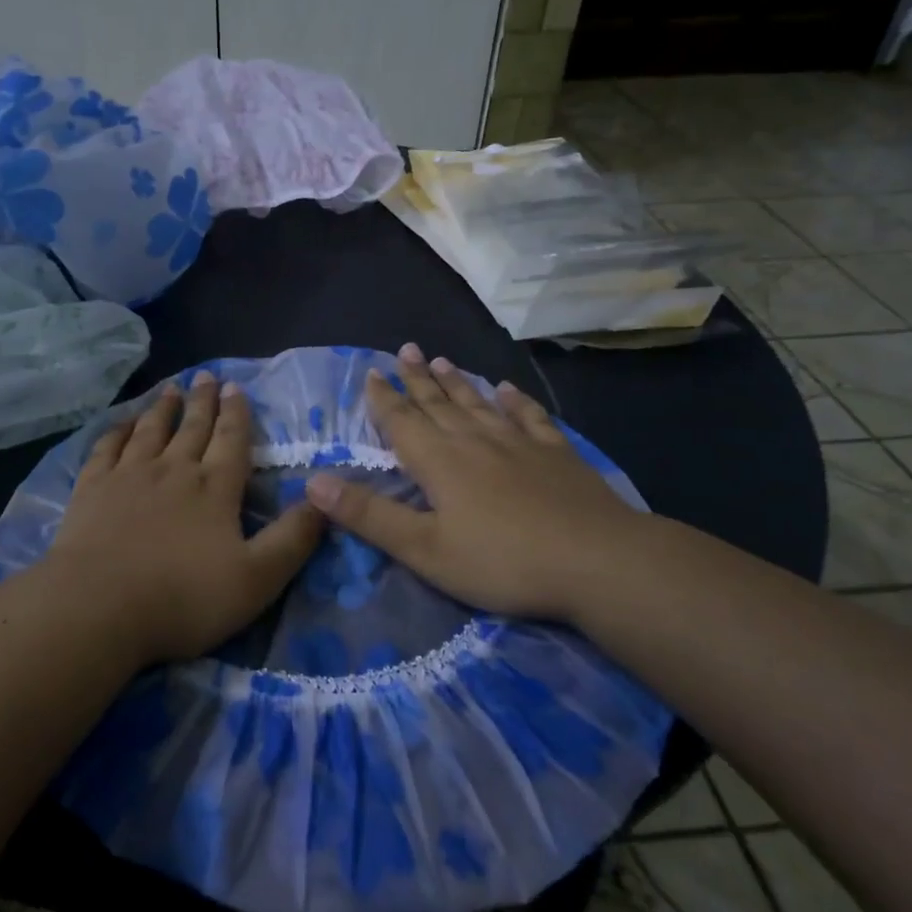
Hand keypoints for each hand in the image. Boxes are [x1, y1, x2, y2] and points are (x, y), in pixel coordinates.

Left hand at [43, 372, 324, 664]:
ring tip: (171, 388)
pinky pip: (107, 448)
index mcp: (215, 488)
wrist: (99, 606)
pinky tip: (122, 424)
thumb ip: (293, 539)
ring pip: (151, 430)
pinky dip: (117, 431)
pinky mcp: (92, 488)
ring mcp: (129, 475)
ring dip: (163, 408)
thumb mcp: (257, 578)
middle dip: (203, 401)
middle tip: (206, 376)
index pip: (232, 440)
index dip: (237, 413)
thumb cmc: (184, 598)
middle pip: (193, 427)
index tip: (235, 387)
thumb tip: (322, 500)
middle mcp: (174, 470)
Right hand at [304, 343, 650, 622]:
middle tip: (405, 349)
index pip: (402, 422)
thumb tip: (314, 481)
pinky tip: (507, 389)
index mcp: (439, 462)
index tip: (371, 372)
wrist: (597, 562)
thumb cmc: (502, 561)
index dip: (383, 398)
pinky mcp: (556, 455)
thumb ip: (369, 515)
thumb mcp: (423, 549)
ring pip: (479, 404)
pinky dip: (514, 401)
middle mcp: (474, 442)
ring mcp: (519, 445)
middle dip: (417, 379)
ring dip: (458, 383)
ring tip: (443, 360)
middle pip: (438, 404)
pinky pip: (529, 418)